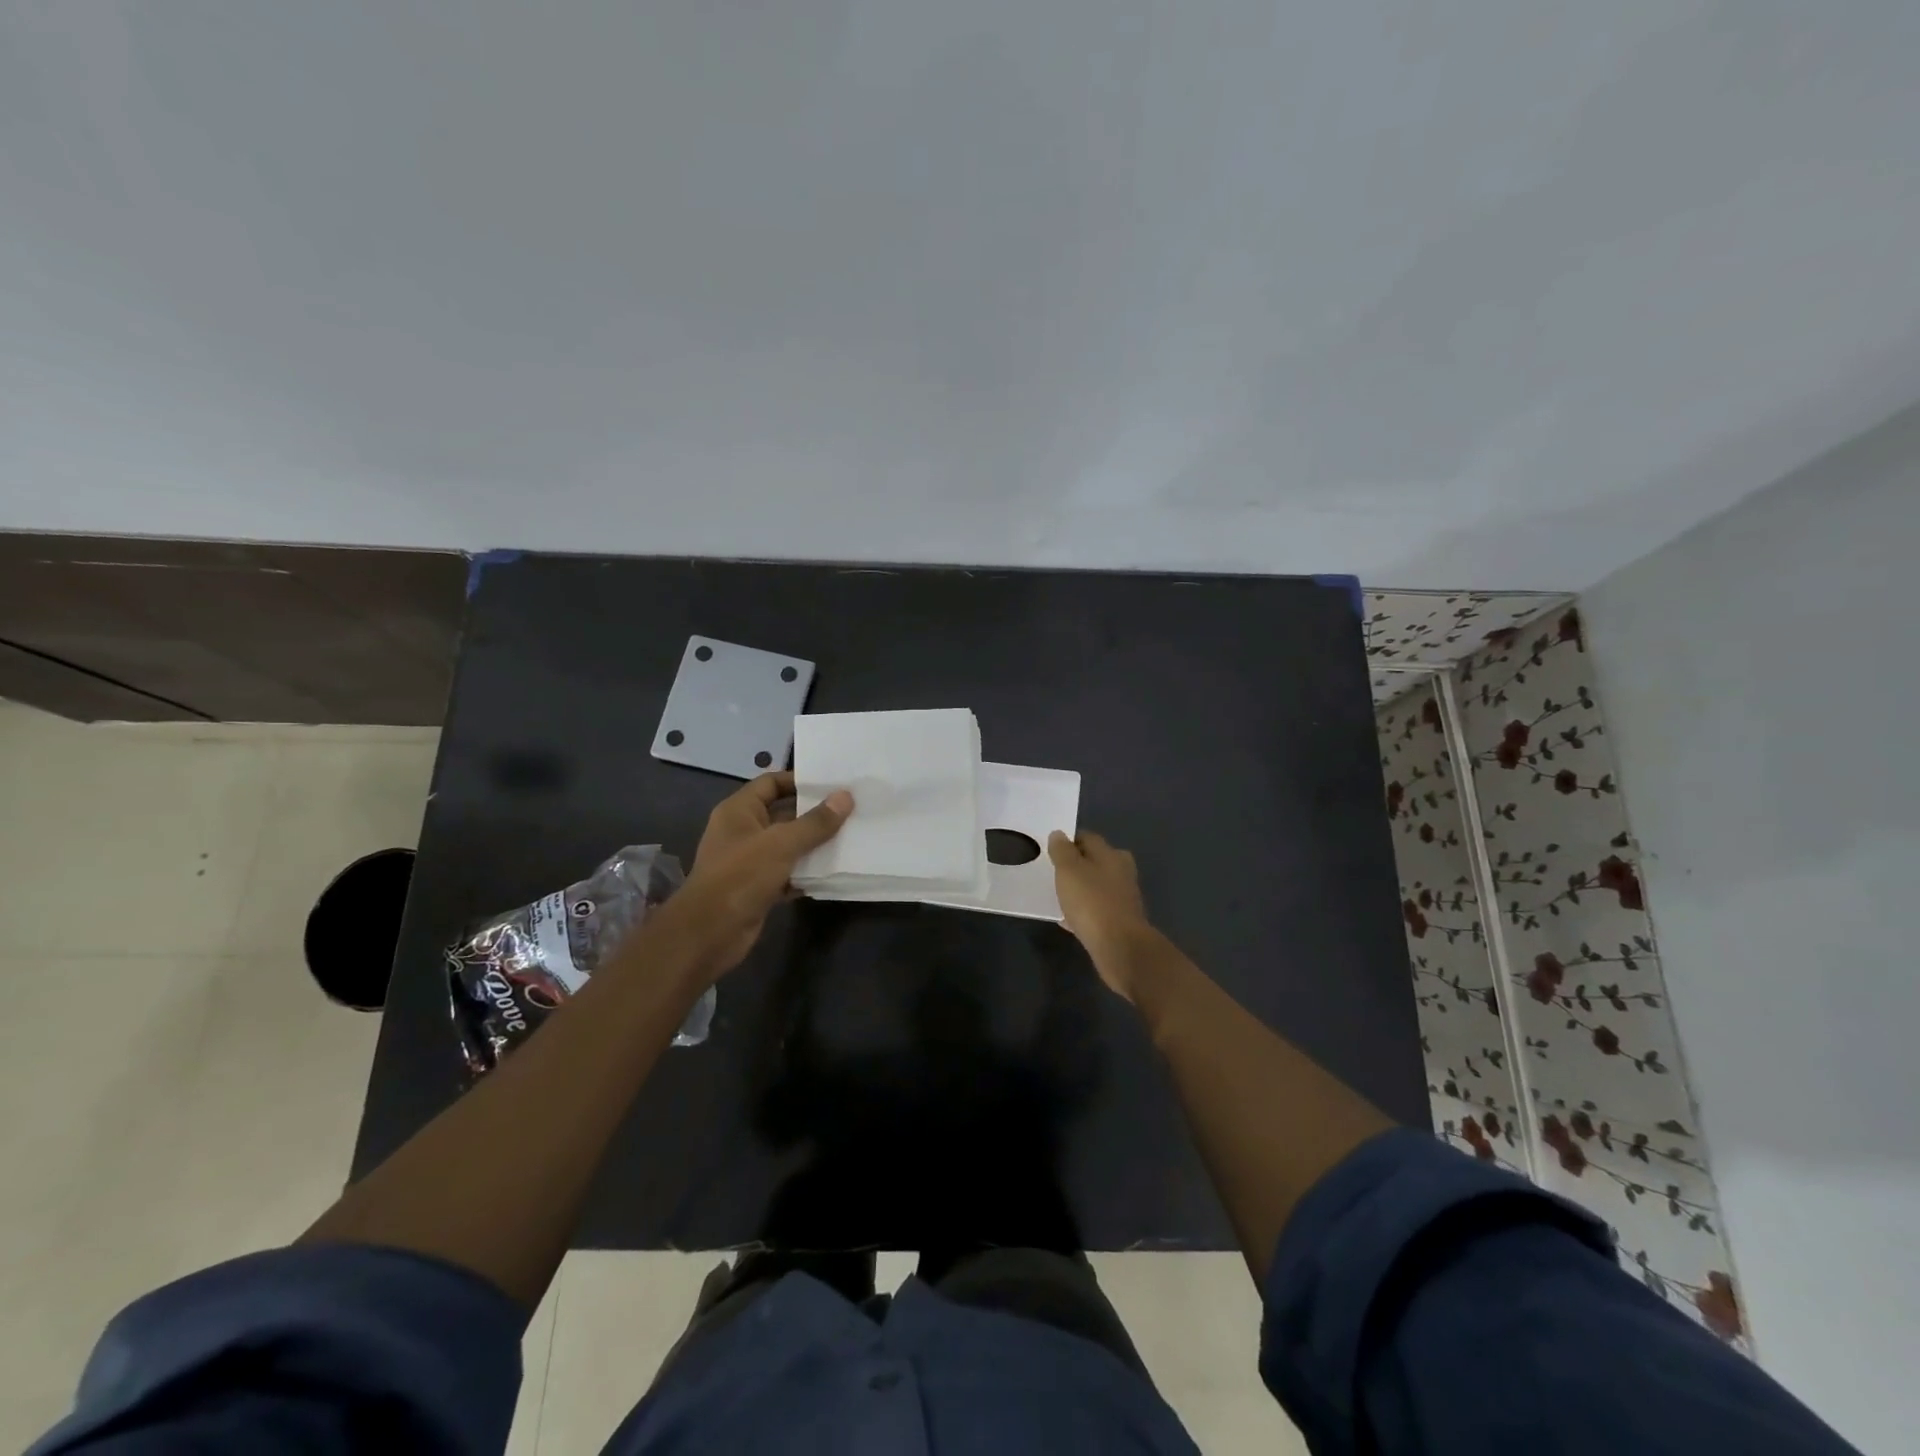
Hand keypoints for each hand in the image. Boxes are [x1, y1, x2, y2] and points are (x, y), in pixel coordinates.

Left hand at [663, 772, 852, 977]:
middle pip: (783, 814)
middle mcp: (743, 831)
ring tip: (850, 838)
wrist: (709, 934)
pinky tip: (833, 871)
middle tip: (850, 810)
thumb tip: (845, 797)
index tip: (833, 784)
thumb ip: (815, 822)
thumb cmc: (740, 876)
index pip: (771, 783)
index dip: (799, 781)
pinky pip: (788, 873)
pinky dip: (807, 873)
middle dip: (814, 814)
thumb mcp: (781, 844)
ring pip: (788, 846)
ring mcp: (749, 861)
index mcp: (739, 811)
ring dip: (814, 845)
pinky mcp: (758, 888)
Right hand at [1048, 830, 1156, 1000]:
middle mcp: (1121, 872)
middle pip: (1094, 862)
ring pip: (1096, 886)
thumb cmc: (1092, 902)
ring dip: (1079, 889)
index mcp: (1111, 854)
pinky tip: (1067, 920)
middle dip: (1075, 865)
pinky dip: (1083, 911)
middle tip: (1053, 872)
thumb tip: (1059, 834)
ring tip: (1057, 896)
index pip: (1088, 838)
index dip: (1068, 841)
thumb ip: (1062, 851)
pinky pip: (1096, 909)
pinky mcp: (1120, 921)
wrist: (1120, 948)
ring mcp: (1123, 898)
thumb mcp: (1069, 870)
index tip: (1050, 850)